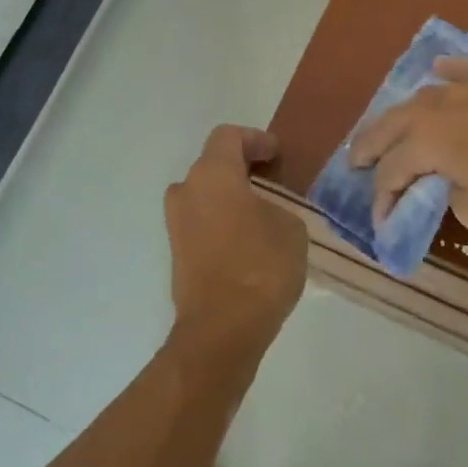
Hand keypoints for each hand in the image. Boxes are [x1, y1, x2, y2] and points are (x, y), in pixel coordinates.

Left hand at [165, 125, 309, 368]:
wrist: (222, 329)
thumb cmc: (261, 266)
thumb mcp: (290, 226)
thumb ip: (277, 206)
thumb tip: (265, 211)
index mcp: (212, 174)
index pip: (228, 137)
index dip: (255, 139)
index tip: (277, 155)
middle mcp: (186, 191)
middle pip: (212, 164)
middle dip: (242, 168)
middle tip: (272, 181)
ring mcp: (176, 223)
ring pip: (205, 195)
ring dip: (230, 196)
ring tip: (262, 212)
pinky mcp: (177, 252)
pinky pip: (201, 221)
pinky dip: (222, 220)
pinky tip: (248, 239)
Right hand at [349, 59, 467, 236]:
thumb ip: (453, 200)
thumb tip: (452, 187)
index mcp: (425, 142)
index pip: (390, 174)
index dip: (382, 200)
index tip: (382, 223)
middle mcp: (435, 108)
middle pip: (389, 126)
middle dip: (369, 147)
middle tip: (355, 162)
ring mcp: (466, 86)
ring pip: (420, 98)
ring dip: (400, 116)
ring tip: (390, 126)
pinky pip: (460, 70)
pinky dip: (445, 74)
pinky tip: (438, 73)